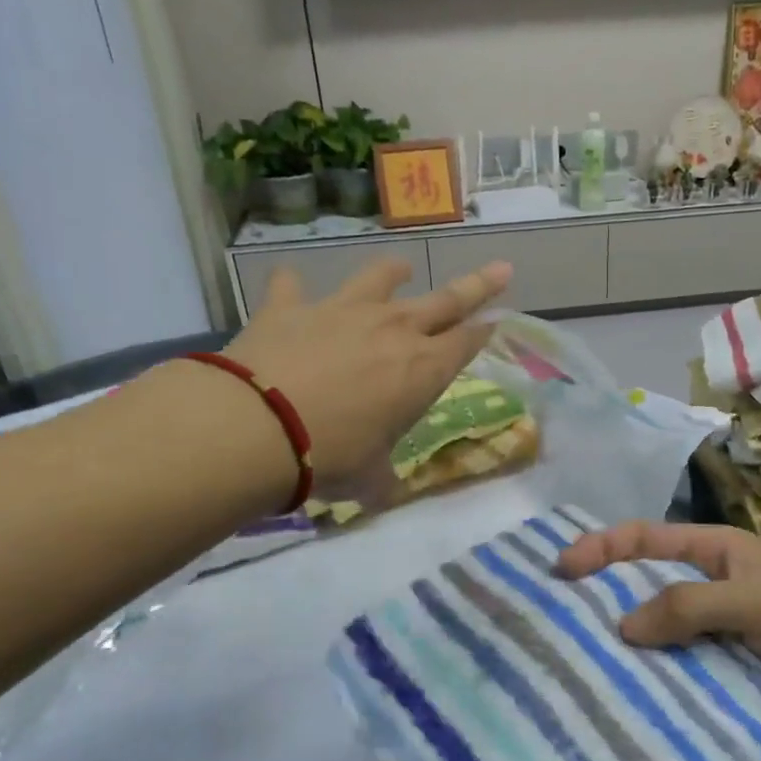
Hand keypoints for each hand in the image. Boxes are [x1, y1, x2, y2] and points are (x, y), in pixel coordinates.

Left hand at [225, 258, 511, 495]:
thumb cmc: (330, 456)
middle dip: (479, 285)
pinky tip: (290, 285)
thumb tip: (384, 492)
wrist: (258, 427)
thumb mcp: (369, 478)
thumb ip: (383, 479)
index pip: (466, 344)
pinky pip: (292, 286)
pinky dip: (293, 286)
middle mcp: (392, 330)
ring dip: (393, 273)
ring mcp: (342, 311)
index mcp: (422, 370)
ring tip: (401, 268)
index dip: (484, 333)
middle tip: (502, 269)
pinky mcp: (291, 307)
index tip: (498, 321)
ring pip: (379, 279)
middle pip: (446, 301)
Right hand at [556, 521, 760, 750]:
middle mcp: (709, 589)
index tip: (562, 568)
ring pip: (656, 637)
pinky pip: (676, 675)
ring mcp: (714, 636)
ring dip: (625, 649)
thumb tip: (621, 628)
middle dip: (603, 600)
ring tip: (577, 667)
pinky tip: (620, 701)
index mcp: (716, 553)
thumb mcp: (755, 600)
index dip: (603, 546)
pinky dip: (651, 684)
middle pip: (644, 588)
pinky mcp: (722, 677)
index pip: (647, 539)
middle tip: (556, 622)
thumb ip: (689, 606)